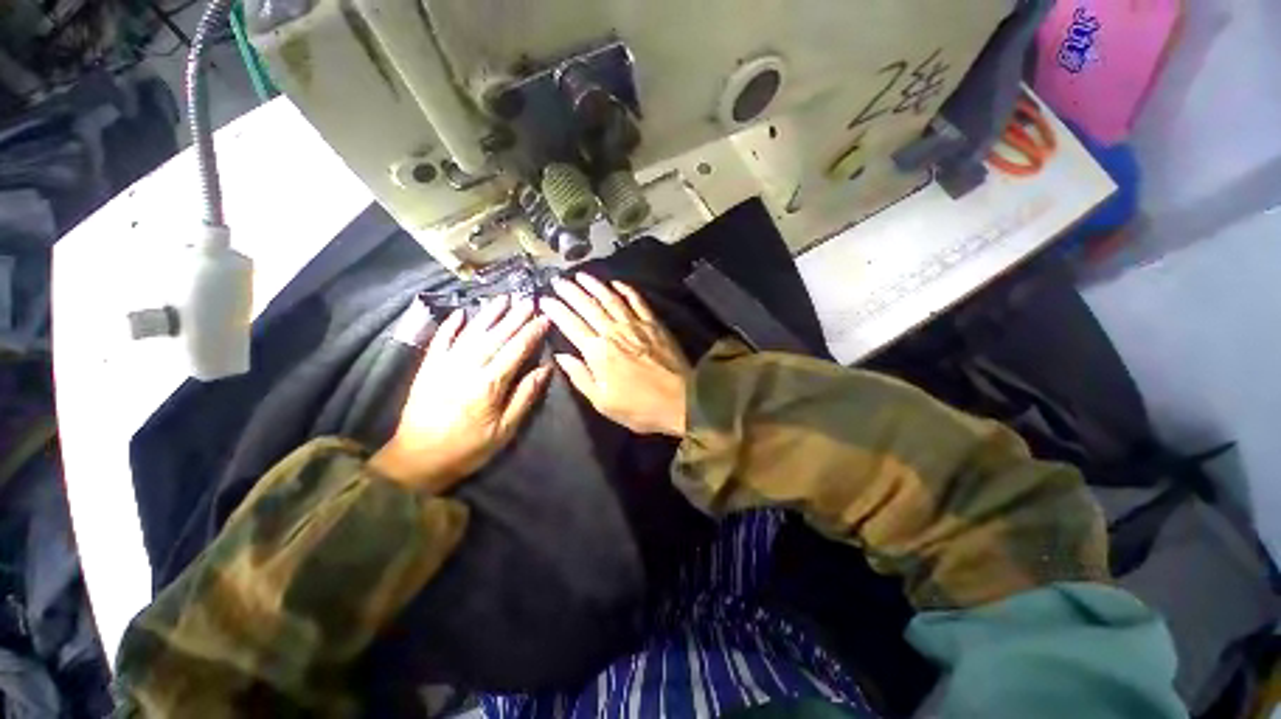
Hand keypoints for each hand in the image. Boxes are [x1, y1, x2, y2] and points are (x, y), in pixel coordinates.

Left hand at [369, 296, 550, 492]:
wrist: (417, 460)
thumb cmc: (468, 449)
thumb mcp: (504, 431)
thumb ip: (524, 397)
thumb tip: (544, 370)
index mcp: (489, 384)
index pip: (515, 350)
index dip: (531, 333)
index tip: (544, 318)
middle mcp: (467, 368)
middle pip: (495, 336)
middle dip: (514, 317)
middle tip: (528, 301)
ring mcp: (444, 366)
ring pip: (470, 333)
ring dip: (488, 314)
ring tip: (503, 299)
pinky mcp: (428, 369)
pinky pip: (440, 341)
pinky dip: (450, 325)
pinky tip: (460, 312)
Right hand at [540, 274, 689, 435]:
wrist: (681, 401)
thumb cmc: (639, 407)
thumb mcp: (602, 402)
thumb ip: (580, 376)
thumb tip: (560, 356)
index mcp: (598, 352)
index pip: (571, 325)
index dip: (556, 310)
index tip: (544, 299)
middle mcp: (613, 332)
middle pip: (588, 306)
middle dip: (570, 291)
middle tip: (558, 280)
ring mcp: (635, 325)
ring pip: (610, 299)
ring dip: (594, 285)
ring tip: (581, 275)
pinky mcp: (654, 324)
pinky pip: (637, 301)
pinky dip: (626, 289)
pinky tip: (616, 282)